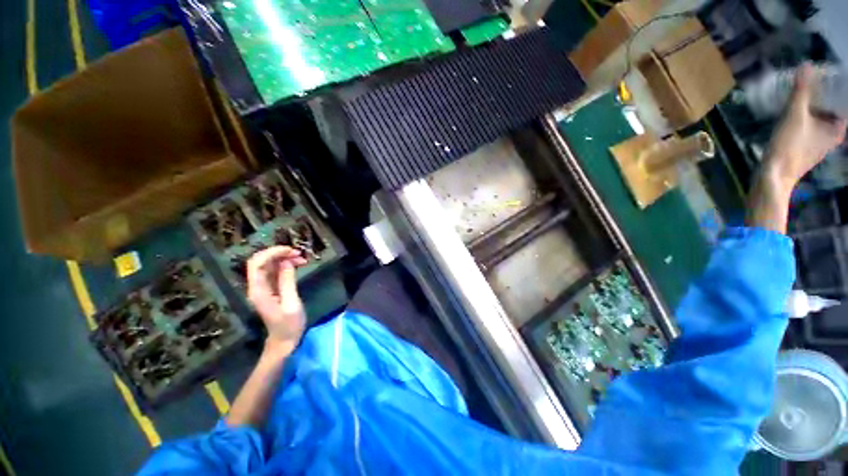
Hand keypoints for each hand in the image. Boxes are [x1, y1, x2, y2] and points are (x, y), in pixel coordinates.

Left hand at [247, 247, 307, 355]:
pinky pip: (274, 270)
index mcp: (259, 291)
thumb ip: (287, 281)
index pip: (257, 264)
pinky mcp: (270, 288)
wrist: (284, 340)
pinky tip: (298, 264)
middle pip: (260, 261)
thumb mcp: (292, 303)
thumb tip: (287, 261)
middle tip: (298, 253)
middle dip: (278, 253)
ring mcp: (263, 287)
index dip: (271, 253)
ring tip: (301, 258)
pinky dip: (285, 264)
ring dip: (283, 258)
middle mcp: (257, 286)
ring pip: (268, 264)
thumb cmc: (289, 325)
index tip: (291, 251)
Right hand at [764, 63, 846, 189]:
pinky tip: (793, 112)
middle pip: (830, 109)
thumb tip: (807, 65)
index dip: (837, 88)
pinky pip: (809, 126)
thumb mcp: (795, 116)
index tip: (828, 74)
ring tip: (800, 92)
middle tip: (812, 79)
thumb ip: (801, 91)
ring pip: (819, 118)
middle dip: (822, 95)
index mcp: (837, 129)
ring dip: (811, 106)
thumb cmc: (790, 147)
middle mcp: (832, 135)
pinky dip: (804, 117)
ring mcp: (818, 143)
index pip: (842, 103)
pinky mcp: (805, 147)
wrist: (774, 175)